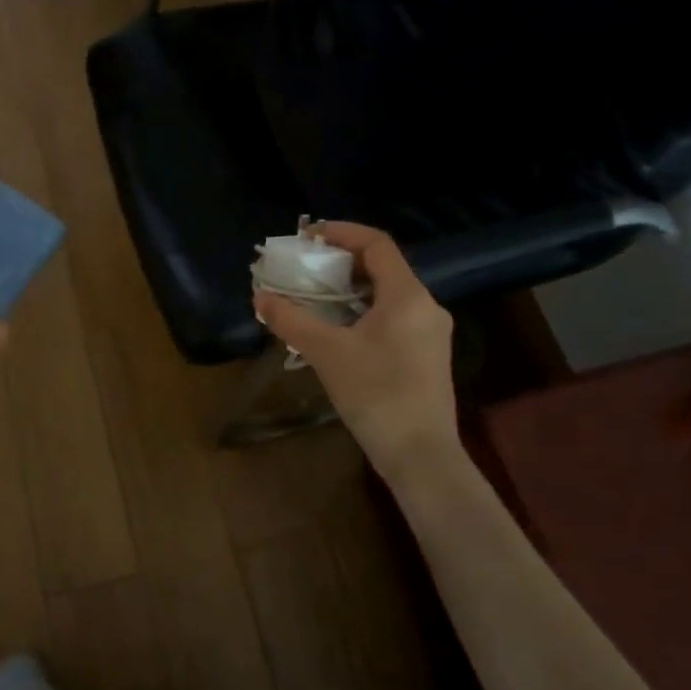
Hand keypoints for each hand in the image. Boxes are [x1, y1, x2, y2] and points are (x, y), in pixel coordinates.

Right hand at [253, 222, 461, 477]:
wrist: (421, 457)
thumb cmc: (376, 394)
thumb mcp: (327, 352)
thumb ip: (292, 320)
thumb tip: (261, 297)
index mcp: (407, 296)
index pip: (377, 244)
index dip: (342, 233)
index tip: (308, 237)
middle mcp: (425, 306)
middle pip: (382, 268)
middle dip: (340, 263)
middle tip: (304, 267)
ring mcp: (429, 333)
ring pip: (386, 295)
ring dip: (349, 289)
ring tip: (313, 297)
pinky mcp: (425, 356)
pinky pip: (391, 317)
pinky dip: (361, 312)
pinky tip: (336, 330)